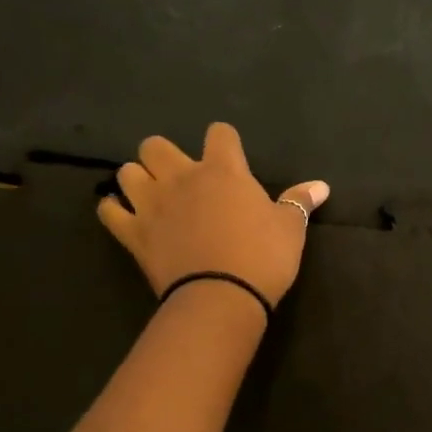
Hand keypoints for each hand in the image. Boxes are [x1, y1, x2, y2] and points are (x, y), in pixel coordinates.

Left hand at [99, 123, 328, 304]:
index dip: (224, 142)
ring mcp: (152, 204)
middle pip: (156, 145)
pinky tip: (124, 217)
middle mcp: (181, 177)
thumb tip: (322, 185)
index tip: (229, 157)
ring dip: (137, 180)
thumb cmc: (262, 257)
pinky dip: (114, 210)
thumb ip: (300, 202)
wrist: (221, 297)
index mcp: (223, 170)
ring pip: (127, 173)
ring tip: (151, 196)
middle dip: (164, 156)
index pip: (219, 133)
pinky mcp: (133, 233)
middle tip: (180, 178)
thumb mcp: (290, 229)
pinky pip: (108, 211)